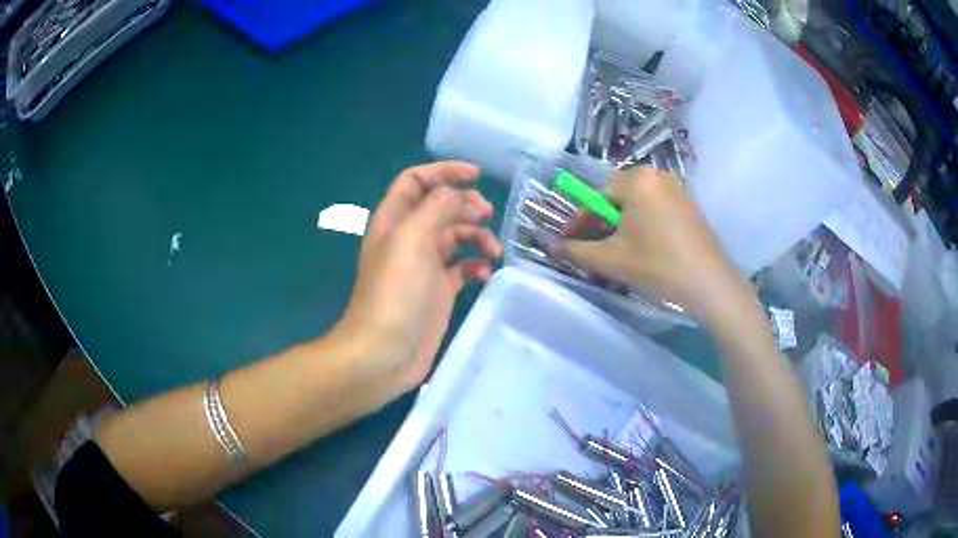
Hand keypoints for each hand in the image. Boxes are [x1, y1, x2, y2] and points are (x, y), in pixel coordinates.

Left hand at [338, 161, 500, 391]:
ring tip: (493, 250)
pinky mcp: (438, 291)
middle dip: (465, 205)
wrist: (385, 351)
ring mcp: (424, 266)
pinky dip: (475, 266)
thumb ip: (437, 207)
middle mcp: (408, 238)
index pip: (416, 181)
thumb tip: (459, 195)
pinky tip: (484, 275)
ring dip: (476, 236)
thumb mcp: (413, 238)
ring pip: (455, 237)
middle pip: (440, 207)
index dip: (443, 172)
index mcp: (395, 220)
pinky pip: (462, 268)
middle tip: (487, 214)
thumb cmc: (395, 291)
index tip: (475, 175)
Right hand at [560, 167, 749, 324]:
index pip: (597, 195)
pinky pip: (656, 207)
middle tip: (596, 247)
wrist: (709, 283)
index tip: (570, 241)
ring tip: (618, 250)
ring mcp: (677, 188)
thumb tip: (554, 248)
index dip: (581, 220)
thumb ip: (578, 251)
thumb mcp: (611, 260)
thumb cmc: (657, 265)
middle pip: (618, 195)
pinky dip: (643, 222)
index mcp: (637, 180)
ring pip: (638, 202)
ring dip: (623, 223)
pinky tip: (644, 246)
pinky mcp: (690, 204)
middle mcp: (657, 175)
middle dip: (603, 221)